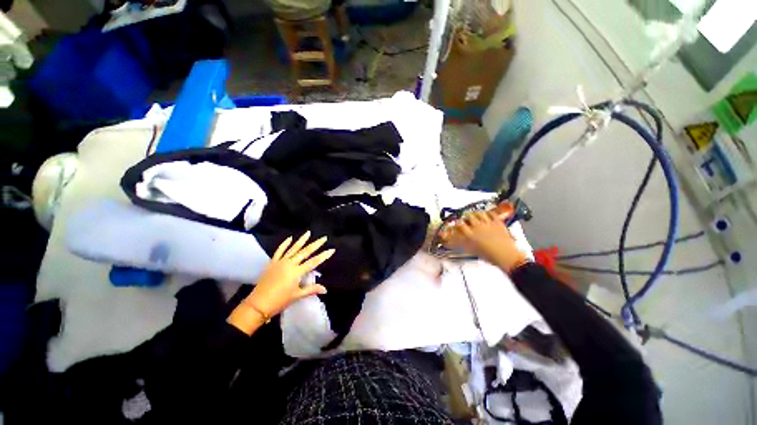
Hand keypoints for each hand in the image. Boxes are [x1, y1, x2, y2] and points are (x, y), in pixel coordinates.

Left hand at [245, 231, 333, 318]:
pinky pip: (279, 251)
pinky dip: (284, 244)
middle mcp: (290, 264)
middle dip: (315, 244)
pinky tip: (290, 238)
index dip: (323, 255)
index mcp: (297, 272)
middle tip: (323, 238)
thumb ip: (311, 289)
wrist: (258, 304)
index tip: (331, 249)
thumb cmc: (280, 301)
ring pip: (293, 248)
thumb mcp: (297, 295)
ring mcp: (280, 262)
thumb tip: (325, 289)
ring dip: (301, 240)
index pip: (314, 262)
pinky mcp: (272, 263)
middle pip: (305, 252)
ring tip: (308, 233)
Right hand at [439, 211, 527, 272]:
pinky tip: (488, 214)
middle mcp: (479, 227)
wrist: (507, 256)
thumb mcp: (474, 251)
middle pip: (469, 216)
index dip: (458, 223)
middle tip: (466, 217)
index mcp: (471, 235)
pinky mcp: (498, 223)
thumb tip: (460, 243)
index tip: (457, 222)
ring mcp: (489, 224)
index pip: (460, 225)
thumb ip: (466, 244)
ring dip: (477, 213)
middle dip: (466, 216)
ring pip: (480, 213)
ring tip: (476, 214)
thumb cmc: (491, 256)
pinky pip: (492, 214)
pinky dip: (489, 213)